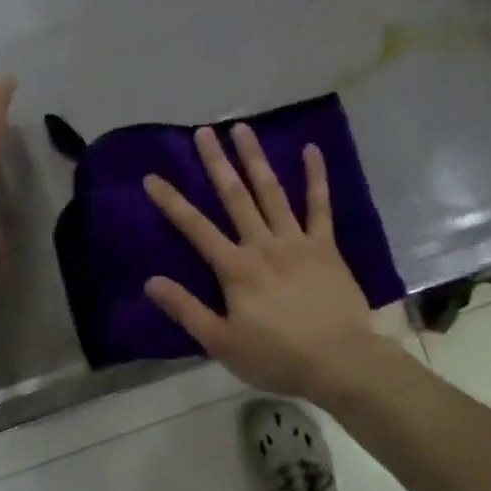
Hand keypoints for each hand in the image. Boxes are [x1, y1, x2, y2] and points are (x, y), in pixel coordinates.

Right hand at [142, 125, 388, 402]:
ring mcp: (296, 240)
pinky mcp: (325, 245)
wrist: (339, 362)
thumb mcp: (222, 343)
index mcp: (235, 268)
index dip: (171, 202)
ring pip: (271, 191)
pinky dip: (315, 177)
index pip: (195, 228)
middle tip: (203, 131)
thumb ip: (186, 310)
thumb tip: (150, 281)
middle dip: (216, 163)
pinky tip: (312, 150)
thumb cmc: (277, 357)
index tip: (152, 177)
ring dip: (255, 158)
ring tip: (242, 129)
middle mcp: (262, 244)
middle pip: (234, 196)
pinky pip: (320, 205)